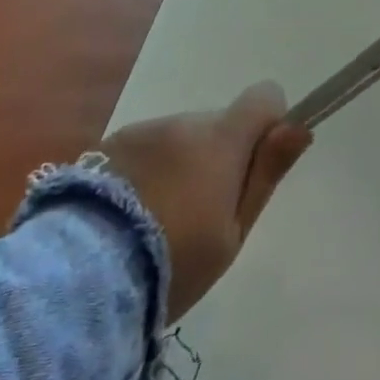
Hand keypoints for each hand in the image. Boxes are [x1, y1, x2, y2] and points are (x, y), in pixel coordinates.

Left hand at [99, 82, 311, 321]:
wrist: (79, 282)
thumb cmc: (173, 263)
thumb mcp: (232, 232)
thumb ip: (266, 174)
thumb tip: (300, 126)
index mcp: (222, 139)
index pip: (264, 97)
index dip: (268, 124)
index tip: (254, 165)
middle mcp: (184, 122)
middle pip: (218, 125)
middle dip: (217, 156)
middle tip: (200, 214)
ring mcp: (142, 131)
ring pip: (179, 138)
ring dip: (179, 164)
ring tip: (155, 222)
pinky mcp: (105, 147)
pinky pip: (144, 150)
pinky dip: (145, 173)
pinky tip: (125, 218)